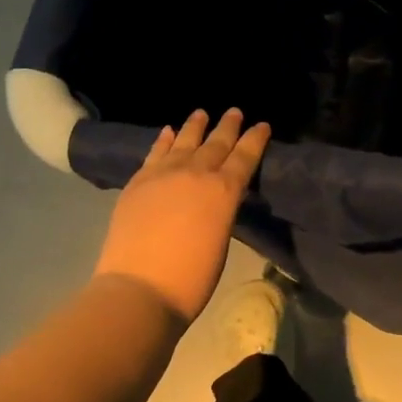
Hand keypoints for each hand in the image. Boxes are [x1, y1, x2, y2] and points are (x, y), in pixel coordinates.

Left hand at [93, 109, 271, 321]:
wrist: (138, 289)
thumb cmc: (190, 279)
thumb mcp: (220, 242)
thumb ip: (220, 212)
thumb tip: (213, 200)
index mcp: (224, 191)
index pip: (245, 157)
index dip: (255, 139)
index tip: (262, 125)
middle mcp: (196, 174)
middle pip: (216, 143)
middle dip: (228, 127)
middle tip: (235, 112)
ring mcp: (163, 174)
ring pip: (184, 141)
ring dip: (195, 126)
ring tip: (201, 113)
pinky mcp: (138, 182)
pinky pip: (155, 153)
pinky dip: (164, 140)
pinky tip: (168, 131)